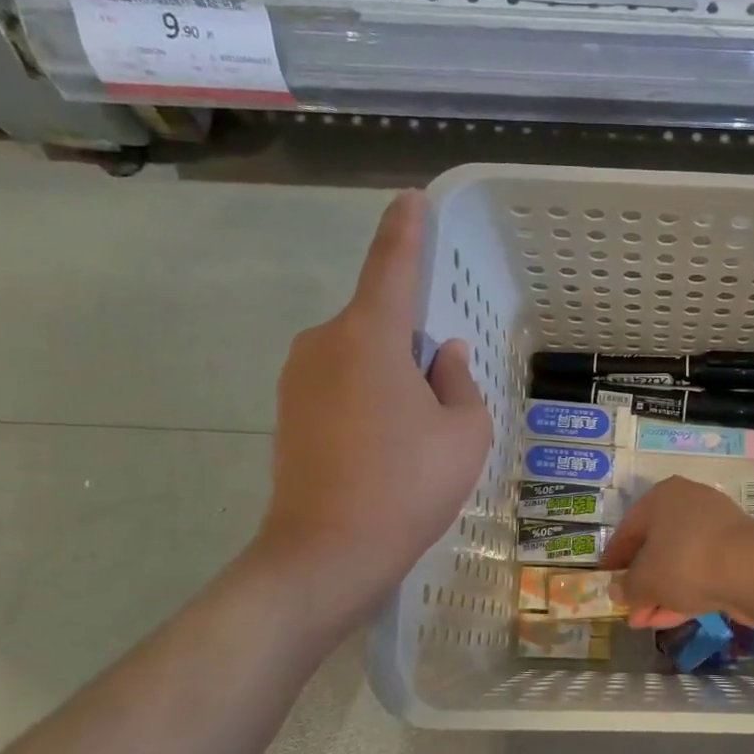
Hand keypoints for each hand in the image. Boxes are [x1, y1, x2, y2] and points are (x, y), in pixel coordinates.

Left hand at [254, 192, 491, 597]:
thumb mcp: (465, 433)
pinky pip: (341, 385)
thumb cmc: (408, 485)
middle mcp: (324, 343)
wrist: (327, 553)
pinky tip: (386, 449)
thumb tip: (444, 357)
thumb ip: (460, 383)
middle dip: (414, 348)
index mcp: (370, 336)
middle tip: (442, 404)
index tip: (409, 200)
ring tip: (415, 438)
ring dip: (393, 379)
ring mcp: (298, 378)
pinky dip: (370, 401)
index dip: (406, 231)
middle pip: (381, 323)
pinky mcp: (288, 412)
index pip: (392, 266)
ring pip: (362, 358)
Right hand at [600, 477, 753, 628]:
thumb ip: (627, 587)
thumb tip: (618, 592)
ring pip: (679, 563)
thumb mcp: (644, 580)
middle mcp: (689, 505)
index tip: (604, 582)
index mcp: (662, 497)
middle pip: (656, 546)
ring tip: (644, 621)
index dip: (614, 559)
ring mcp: (717, 529)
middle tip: (628, 608)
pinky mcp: (736, 554)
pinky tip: (668, 619)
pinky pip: (701, 573)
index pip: (628, 528)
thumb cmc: (684, 561)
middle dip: (640, 582)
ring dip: (661, 592)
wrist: (751, 570)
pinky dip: (684, 594)